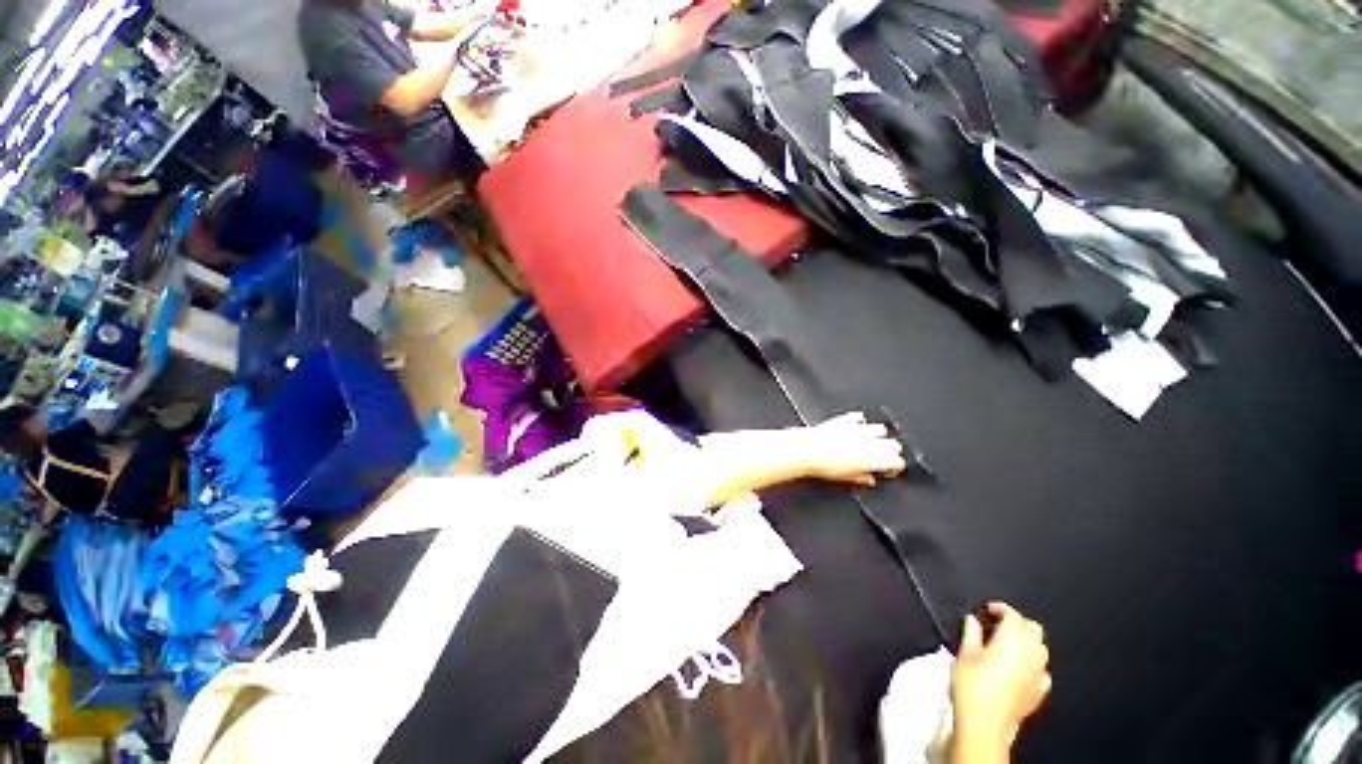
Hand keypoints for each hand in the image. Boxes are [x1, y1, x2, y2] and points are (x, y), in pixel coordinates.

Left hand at [800, 412, 905, 486]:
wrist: (808, 450)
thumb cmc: (825, 465)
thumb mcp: (846, 478)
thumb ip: (861, 477)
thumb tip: (868, 478)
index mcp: (874, 459)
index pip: (896, 462)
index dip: (894, 466)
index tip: (890, 468)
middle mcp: (871, 442)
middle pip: (894, 444)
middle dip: (890, 450)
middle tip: (884, 454)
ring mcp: (859, 429)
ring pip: (880, 429)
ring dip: (877, 434)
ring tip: (871, 439)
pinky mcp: (846, 419)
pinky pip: (858, 418)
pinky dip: (858, 421)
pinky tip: (855, 425)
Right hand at [952, 603, 1051, 761]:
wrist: (985, 724)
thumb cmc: (972, 689)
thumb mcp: (964, 654)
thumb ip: (971, 633)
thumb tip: (972, 621)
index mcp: (1010, 641)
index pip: (1013, 614)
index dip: (1000, 608)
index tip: (988, 609)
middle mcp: (1029, 655)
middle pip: (1033, 628)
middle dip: (1018, 622)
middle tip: (999, 623)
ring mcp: (1037, 675)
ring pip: (1041, 649)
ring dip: (1028, 642)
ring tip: (1009, 643)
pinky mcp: (1038, 693)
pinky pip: (1043, 672)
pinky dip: (1034, 665)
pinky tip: (1021, 669)